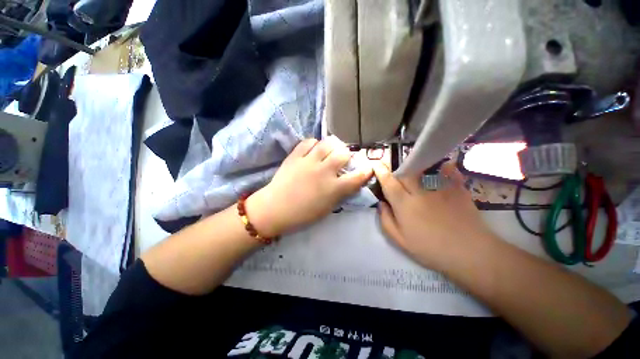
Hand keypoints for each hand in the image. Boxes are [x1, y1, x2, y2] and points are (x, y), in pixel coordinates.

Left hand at [246, 138, 372, 236]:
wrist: (275, 209)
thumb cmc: (302, 214)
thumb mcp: (327, 208)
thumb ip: (340, 194)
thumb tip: (348, 182)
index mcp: (334, 188)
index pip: (357, 176)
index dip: (366, 171)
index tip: (367, 168)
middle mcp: (324, 171)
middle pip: (343, 153)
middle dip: (347, 155)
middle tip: (342, 160)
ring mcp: (309, 161)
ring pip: (327, 143)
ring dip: (332, 146)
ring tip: (329, 151)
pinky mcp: (295, 156)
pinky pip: (308, 142)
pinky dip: (314, 144)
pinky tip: (313, 150)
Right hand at [375, 161, 497, 269]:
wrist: (469, 253)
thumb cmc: (430, 249)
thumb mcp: (400, 240)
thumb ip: (386, 220)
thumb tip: (381, 203)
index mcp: (404, 204)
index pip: (389, 183)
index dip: (381, 172)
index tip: (377, 164)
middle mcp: (419, 192)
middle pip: (405, 173)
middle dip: (397, 169)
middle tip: (396, 171)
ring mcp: (439, 189)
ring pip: (424, 170)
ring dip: (417, 167)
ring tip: (415, 168)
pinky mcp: (457, 190)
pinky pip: (449, 173)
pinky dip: (446, 168)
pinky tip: (445, 167)